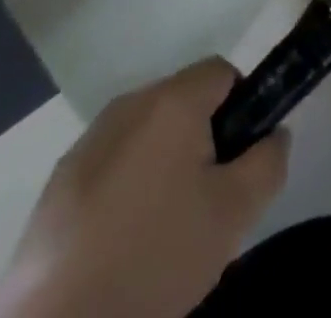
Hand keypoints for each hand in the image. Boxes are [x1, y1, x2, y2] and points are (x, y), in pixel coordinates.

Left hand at [0, 59, 289, 317]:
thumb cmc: (154, 258)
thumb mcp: (234, 215)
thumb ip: (268, 162)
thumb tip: (274, 135)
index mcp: (173, 101)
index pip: (223, 72)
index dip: (241, 109)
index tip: (239, 160)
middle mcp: (129, 105)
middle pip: (183, 103)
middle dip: (202, 140)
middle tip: (206, 202)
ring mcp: (87, 144)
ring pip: (146, 137)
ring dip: (162, 164)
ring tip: (162, 231)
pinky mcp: (55, 187)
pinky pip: (111, 168)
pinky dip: (124, 191)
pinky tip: (120, 247)